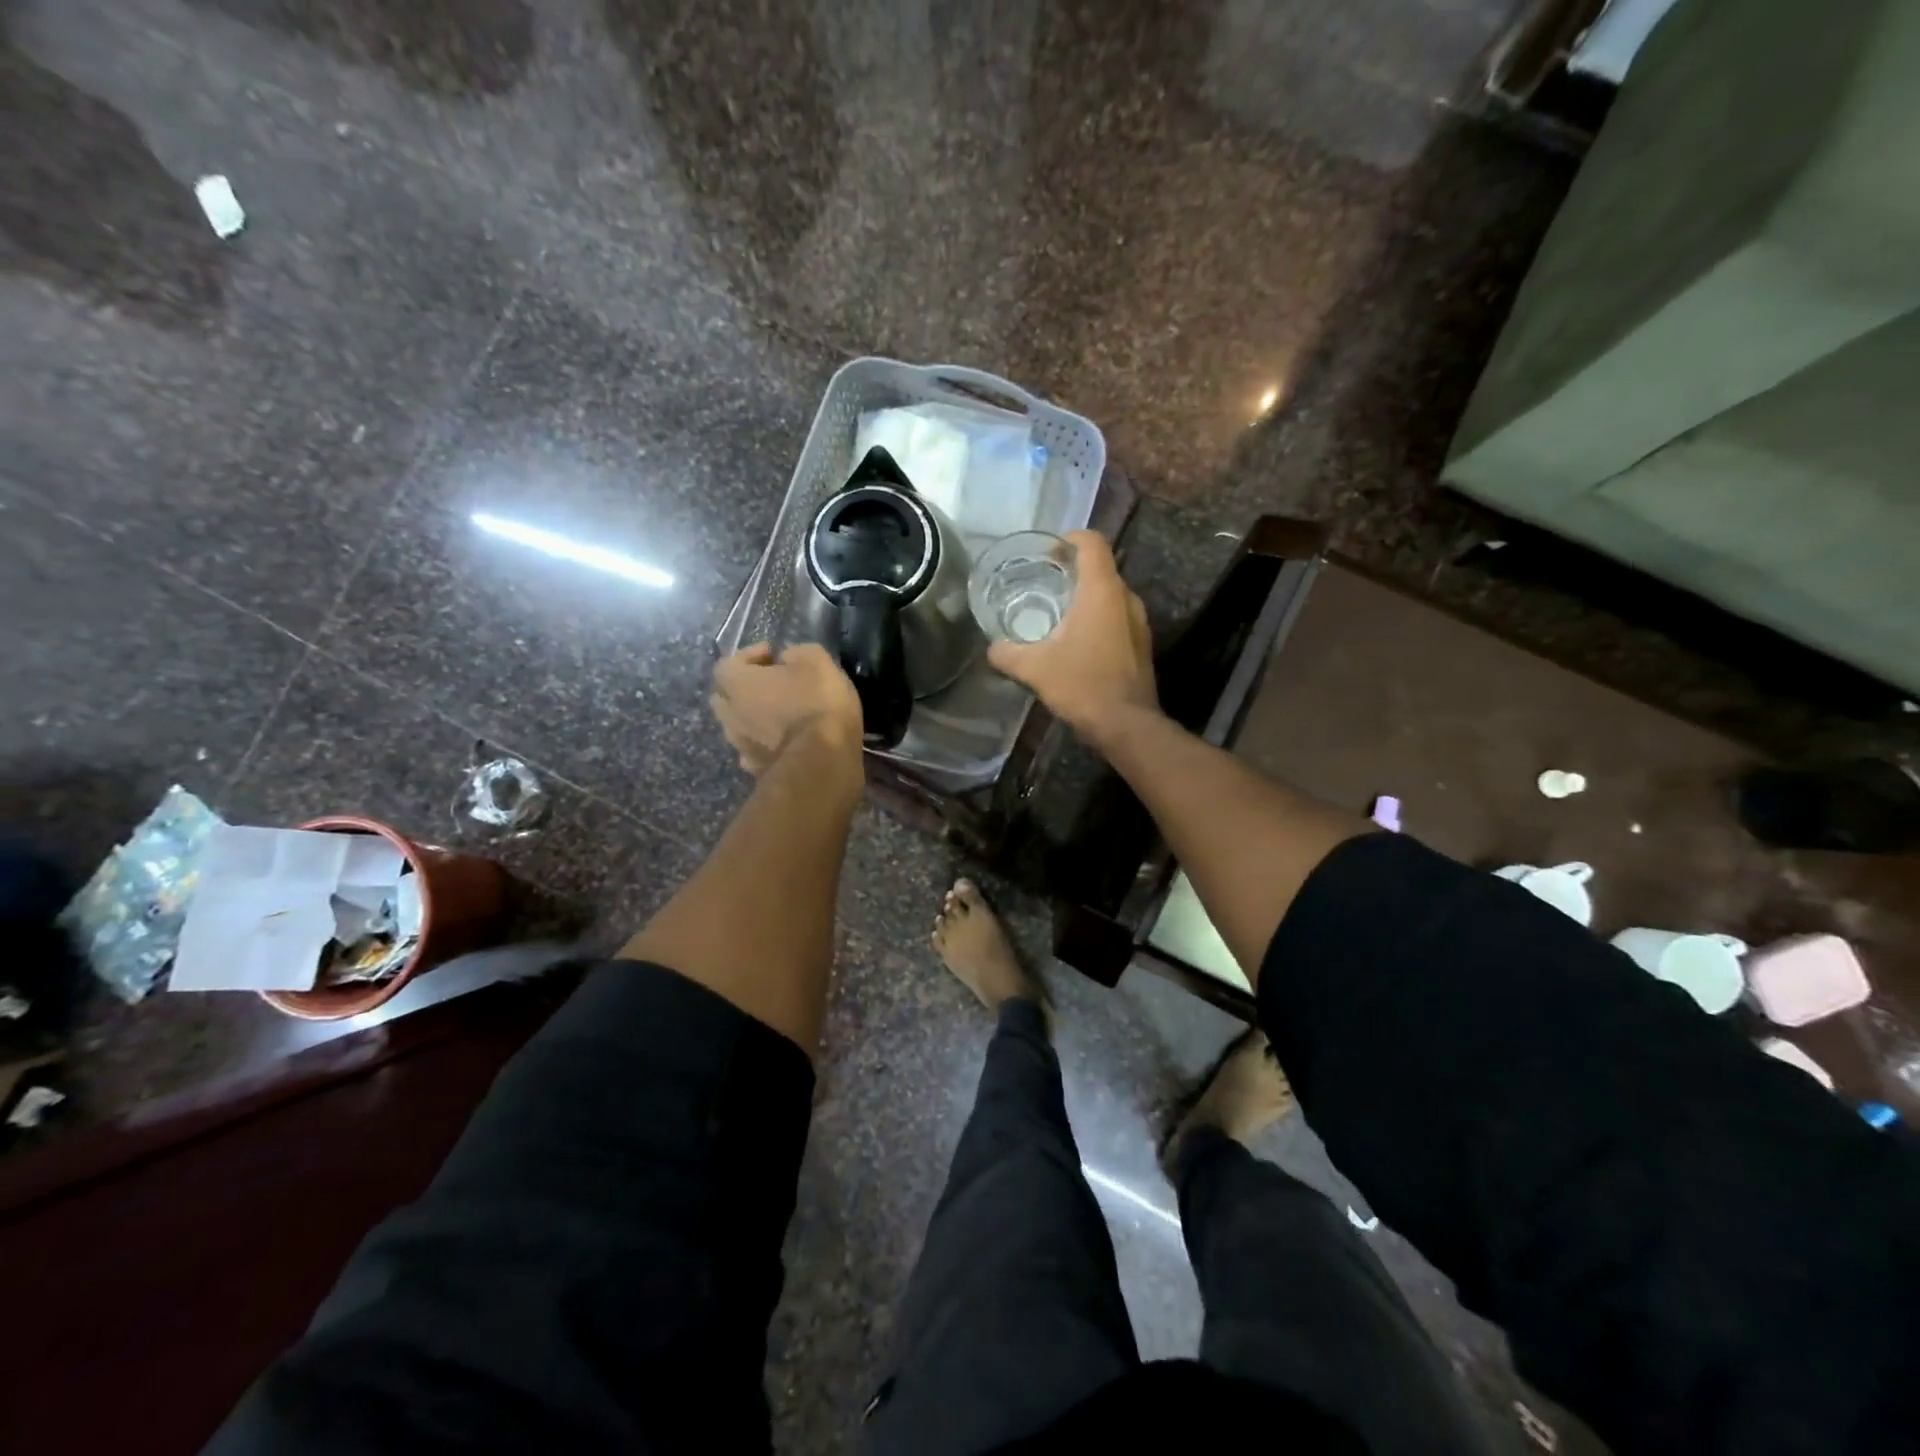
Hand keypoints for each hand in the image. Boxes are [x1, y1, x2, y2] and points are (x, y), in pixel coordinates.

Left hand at [711, 643, 862, 774]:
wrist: (823, 761)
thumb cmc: (818, 703)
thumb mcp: (817, 661)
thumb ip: (796, 653)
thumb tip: (786, 659)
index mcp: (737, 684)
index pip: (727, 664)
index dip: (749, 657)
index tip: (774, 656)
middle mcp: (730, 715)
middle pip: (725, 697)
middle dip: (744, 689)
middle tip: (771, 685)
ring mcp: (740, 746)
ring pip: (737, 726)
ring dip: (752, 718)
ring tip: (778, 715)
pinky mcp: (756, 770)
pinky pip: (752, 751)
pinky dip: (762, 744)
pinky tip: (782, 743)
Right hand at [986, 530, 1156, 742]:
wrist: (1127, 725)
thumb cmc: (1082, 685)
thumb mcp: (1034, 669)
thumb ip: (1007, 653)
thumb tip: (992, 649)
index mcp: (1102, 591)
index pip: (1092, 543)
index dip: (1068, 539)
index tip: (1047, 553)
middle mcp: (1126, 598)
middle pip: (1100, 568)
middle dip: (1071, 571)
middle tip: (1042, 583)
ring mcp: (1139, 622)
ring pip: (1110, 595)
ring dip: (1085, 598)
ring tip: (1055, 613)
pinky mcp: (1141, 644)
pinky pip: (1117, 618)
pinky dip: (1097, 619)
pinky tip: (1075, 642)